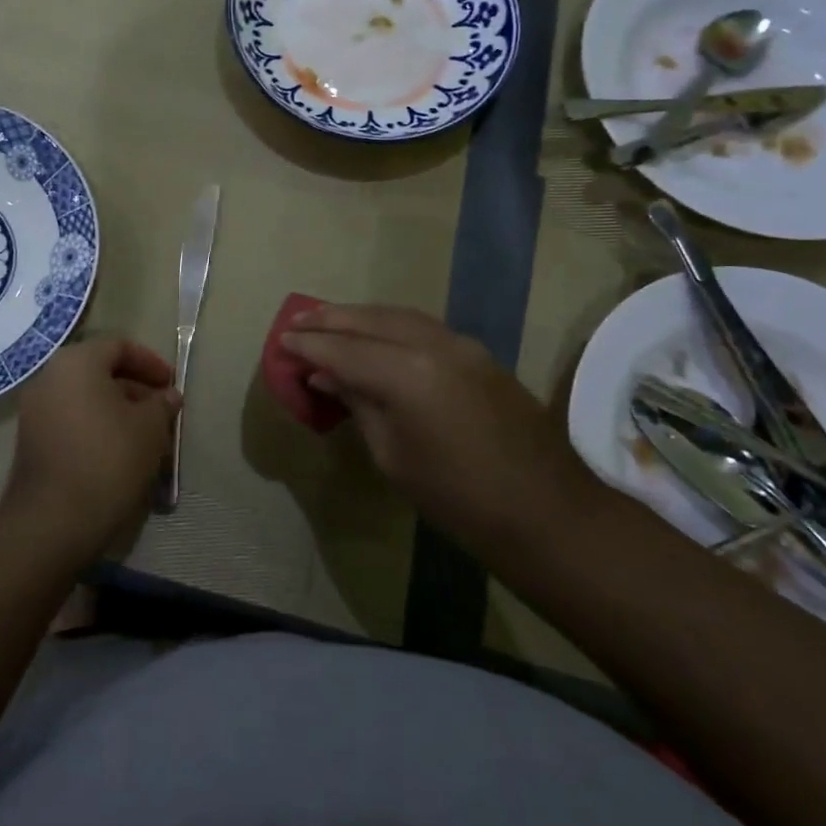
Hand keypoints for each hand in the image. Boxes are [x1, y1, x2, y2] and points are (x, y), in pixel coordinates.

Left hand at [0, 338, 181, 564]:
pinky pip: (70, 420)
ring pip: (85, 398)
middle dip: (135, 389)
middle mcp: (49, 377)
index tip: (172, 385)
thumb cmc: (108, 459)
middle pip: (99, 371)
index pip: (119, 346)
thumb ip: (162, 404)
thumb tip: (168, 395)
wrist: (53, 520)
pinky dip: (96, 427)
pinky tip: (119, 454)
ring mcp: (34, 410)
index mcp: (76, 362)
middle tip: (162, 412)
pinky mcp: (31, 440)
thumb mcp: (149, 428)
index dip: (150, 362)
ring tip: (146, 437)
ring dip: (117, 411)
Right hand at [281, 304, 600, 549]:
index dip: (309, 346)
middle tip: (296, 323)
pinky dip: (388, 324)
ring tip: (327, 320)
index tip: (281, 342)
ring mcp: (460, 344)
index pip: (344, 350)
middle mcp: (433, 344)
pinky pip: (421, 325)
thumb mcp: (391, 455)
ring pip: (397, 315)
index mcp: (408, 374)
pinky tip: (372, 333)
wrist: (544, 510)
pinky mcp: (476, 352)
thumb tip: (326, 375)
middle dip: (329, 320)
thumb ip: (358, 403)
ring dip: (359, 316)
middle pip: (369, 320)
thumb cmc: (456, 497)